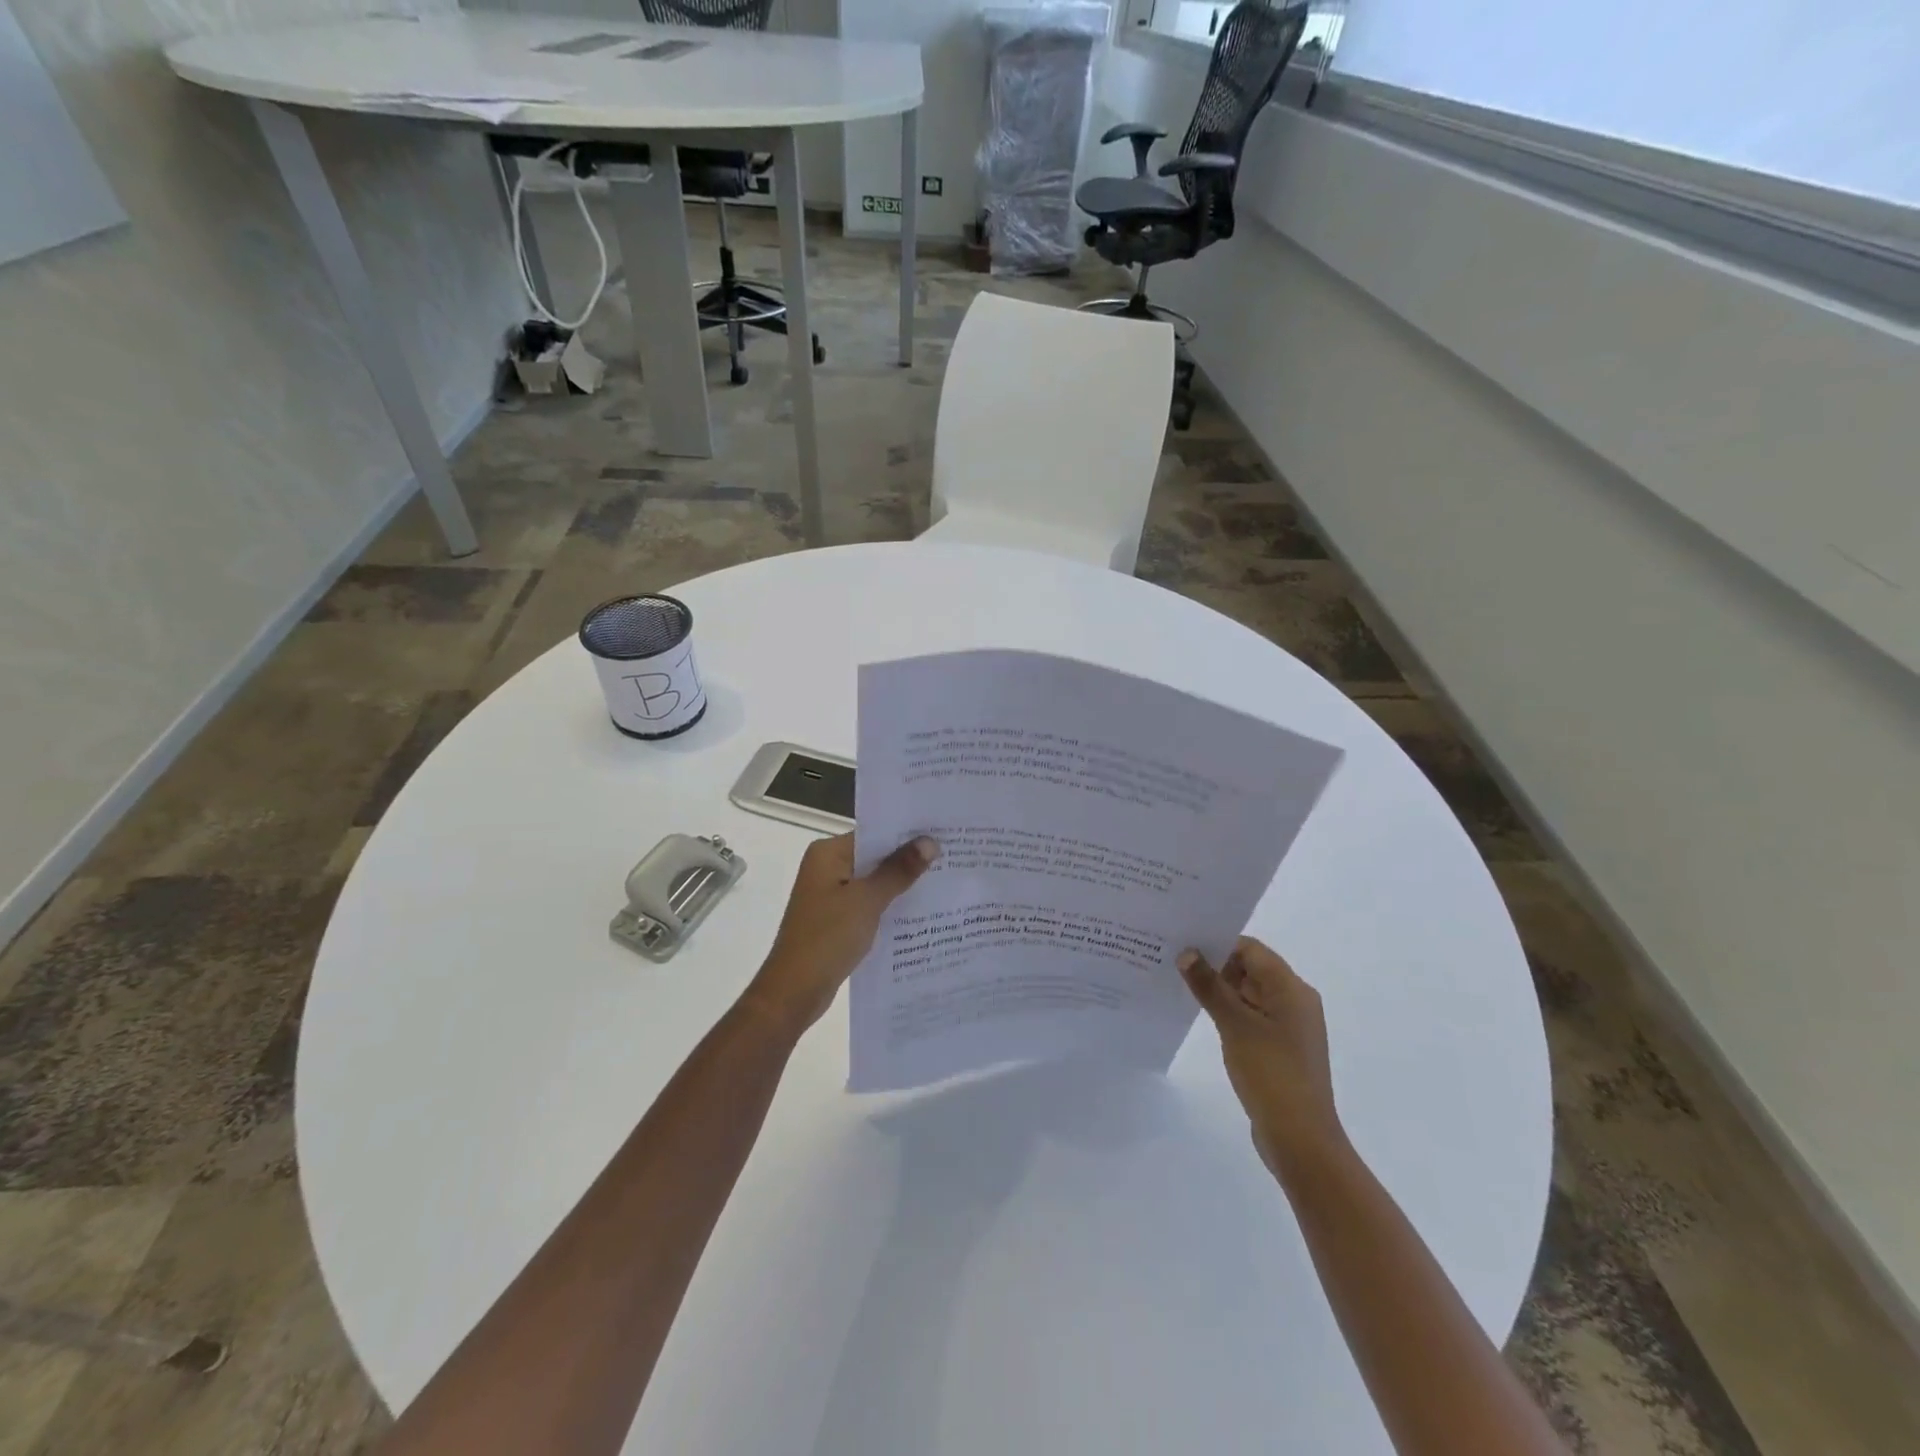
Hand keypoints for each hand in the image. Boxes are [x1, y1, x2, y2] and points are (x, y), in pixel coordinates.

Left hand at [743, 832, 938, 1033]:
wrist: (794, 992)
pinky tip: (921, 912)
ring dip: (901, 885)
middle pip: (875, 857)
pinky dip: (889, 906)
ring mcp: (830, 896)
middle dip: (908, 860)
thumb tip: (929, 842)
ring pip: (874, 883)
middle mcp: (827, 868)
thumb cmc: (828, 937)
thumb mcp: (867, 900)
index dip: (907, 834)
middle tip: (952, 856)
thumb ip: (898, 870)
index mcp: (828, 854)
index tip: (942, 834)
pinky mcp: (836, 920)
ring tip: (946, 881)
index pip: (874, 834)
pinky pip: (869, 905)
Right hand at [1179, 937, 1345, 1178]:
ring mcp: (1289, 1026)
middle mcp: (1295, 1001)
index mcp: (1291, 989)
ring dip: (1220, 989)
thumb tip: (1187, 952)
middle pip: (1251, 968)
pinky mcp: (1280, 1048)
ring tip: (1180, 986)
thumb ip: (1209, 986)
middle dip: (1215, 965)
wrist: (1301, 1139)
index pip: (1251, 949)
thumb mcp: (1235, 1025)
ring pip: (1249, 993)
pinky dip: (1229, 1011)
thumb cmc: (1271, 1074)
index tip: (1183, 944)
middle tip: (1174, 962)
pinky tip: (1203, 1016)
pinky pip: (1252, 1016)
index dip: (1218, 943)